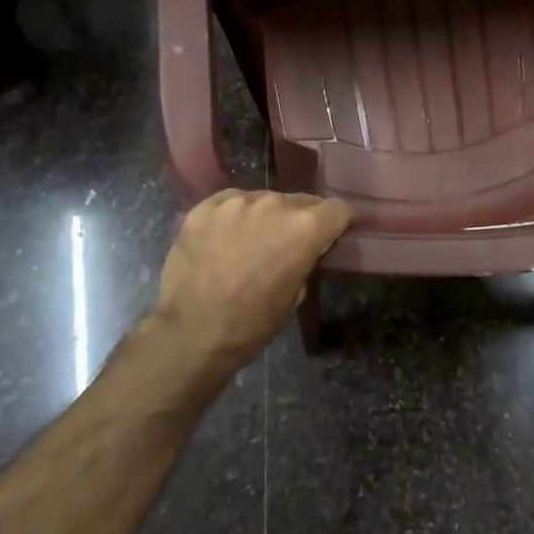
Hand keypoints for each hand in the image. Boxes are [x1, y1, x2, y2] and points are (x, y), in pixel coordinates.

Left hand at [147, 189, 353, 378]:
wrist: (191, 332)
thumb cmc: (252, 324)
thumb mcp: (296, 295)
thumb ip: (305, 259)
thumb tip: (303, 249)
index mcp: (304, 227)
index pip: (338, 209)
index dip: (342, 221)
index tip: (339, 231)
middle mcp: (274, 203)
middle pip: (301, 201)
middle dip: (302, 219)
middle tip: (292, 242)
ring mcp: (236, 202)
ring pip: (264, 200)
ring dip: (267, 217)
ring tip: (254, 241)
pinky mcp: (205, 207)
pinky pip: (231, 204)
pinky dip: (235, 217)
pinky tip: (226, 239)